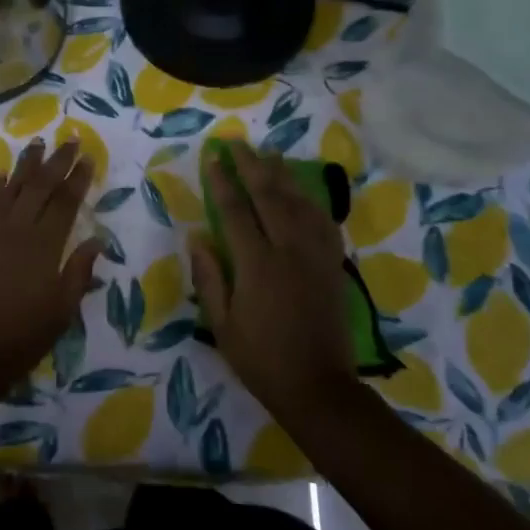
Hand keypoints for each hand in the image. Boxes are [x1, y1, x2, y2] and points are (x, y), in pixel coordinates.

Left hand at [0, 139, 102, 389]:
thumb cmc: (23, 336)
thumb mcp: (62, 310)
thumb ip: (79, 272)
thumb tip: (97, 241)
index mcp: (44, 246)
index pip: (65, 202)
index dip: (78, 178)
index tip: (88, 158)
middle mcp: (17, 229)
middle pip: (40, 186)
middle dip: (57, 161)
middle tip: (70, 140)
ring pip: (11, 188)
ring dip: (26, 164)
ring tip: (37, 144)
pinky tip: (1, 176)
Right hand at [188, 143, 358, 419]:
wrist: (319, 387)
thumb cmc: (261, 359)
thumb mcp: (221, 324)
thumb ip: (208, 277)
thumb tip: (197, 236)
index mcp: (257, 264)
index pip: (235, 210)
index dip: (222, 180)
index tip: (212, 156)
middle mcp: (289, 250)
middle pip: (270, 195)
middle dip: (251, 165)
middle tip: (237, 142)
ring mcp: (316, 255)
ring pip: (300, 202)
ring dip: (283, 175)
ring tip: (270, 153)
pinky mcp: (332, 265)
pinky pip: (324, 222)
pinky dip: (311, 201)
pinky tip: (303, 192)